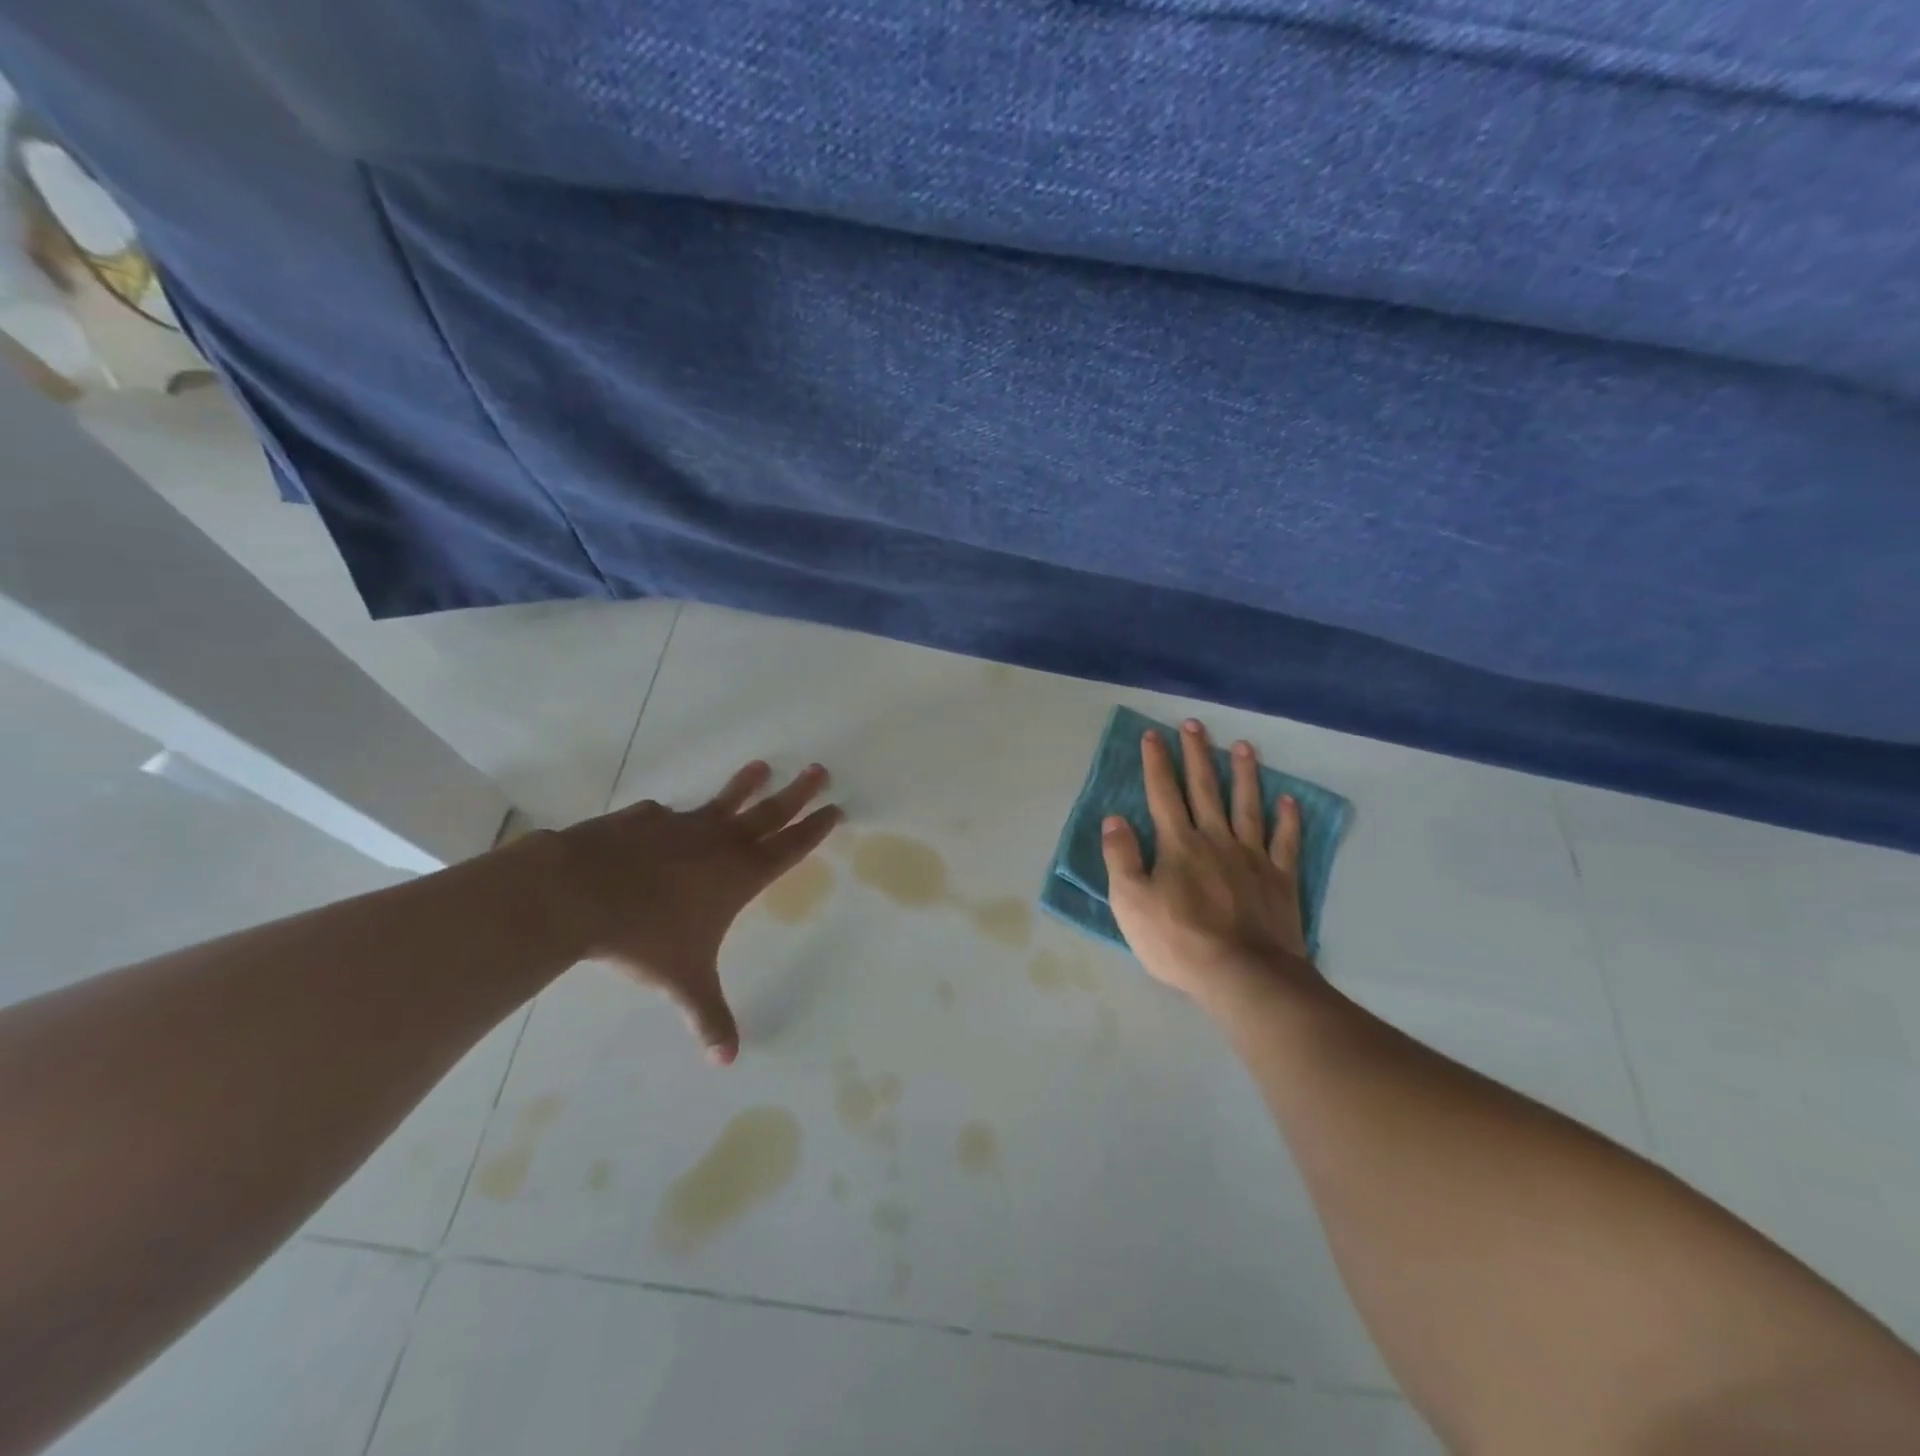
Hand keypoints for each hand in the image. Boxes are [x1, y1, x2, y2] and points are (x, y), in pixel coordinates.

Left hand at [546, 761, 840, 1063]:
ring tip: (760, 766)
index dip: (815, 828)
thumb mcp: (684, 981)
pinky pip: (665, 815)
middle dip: (798, 792)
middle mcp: (719, 843)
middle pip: (769, 811)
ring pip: (723, 801)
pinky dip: (670, 817)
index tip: (835, 807)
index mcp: (739, 875)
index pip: (790, 847)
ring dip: (744, 785)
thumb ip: (708, 1017)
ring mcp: (681, 826)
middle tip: (819, 770)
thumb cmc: (645, 938)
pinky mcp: (644, 820)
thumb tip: (725, 1062)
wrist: (579, 892)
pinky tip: (663, 816)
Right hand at [1101, 719, 1322, 1012]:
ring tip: (1244, 746)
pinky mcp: (1280, 879)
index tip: (1153, 734)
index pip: (1163, 793)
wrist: (1243, 975)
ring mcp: (1252, 857)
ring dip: (1244, 774)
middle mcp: (1216, 839)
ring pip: (1247, 805)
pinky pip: (1285, 842)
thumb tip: (1114, 818)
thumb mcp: (1130, 902)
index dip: (1157, 762)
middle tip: (1195, 724)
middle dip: (1197, 754)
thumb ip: (1121, 857)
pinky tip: (1289, 800)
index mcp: (1178, 844)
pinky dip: (1288, 819)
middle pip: (1205, 788)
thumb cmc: (1178, 941)